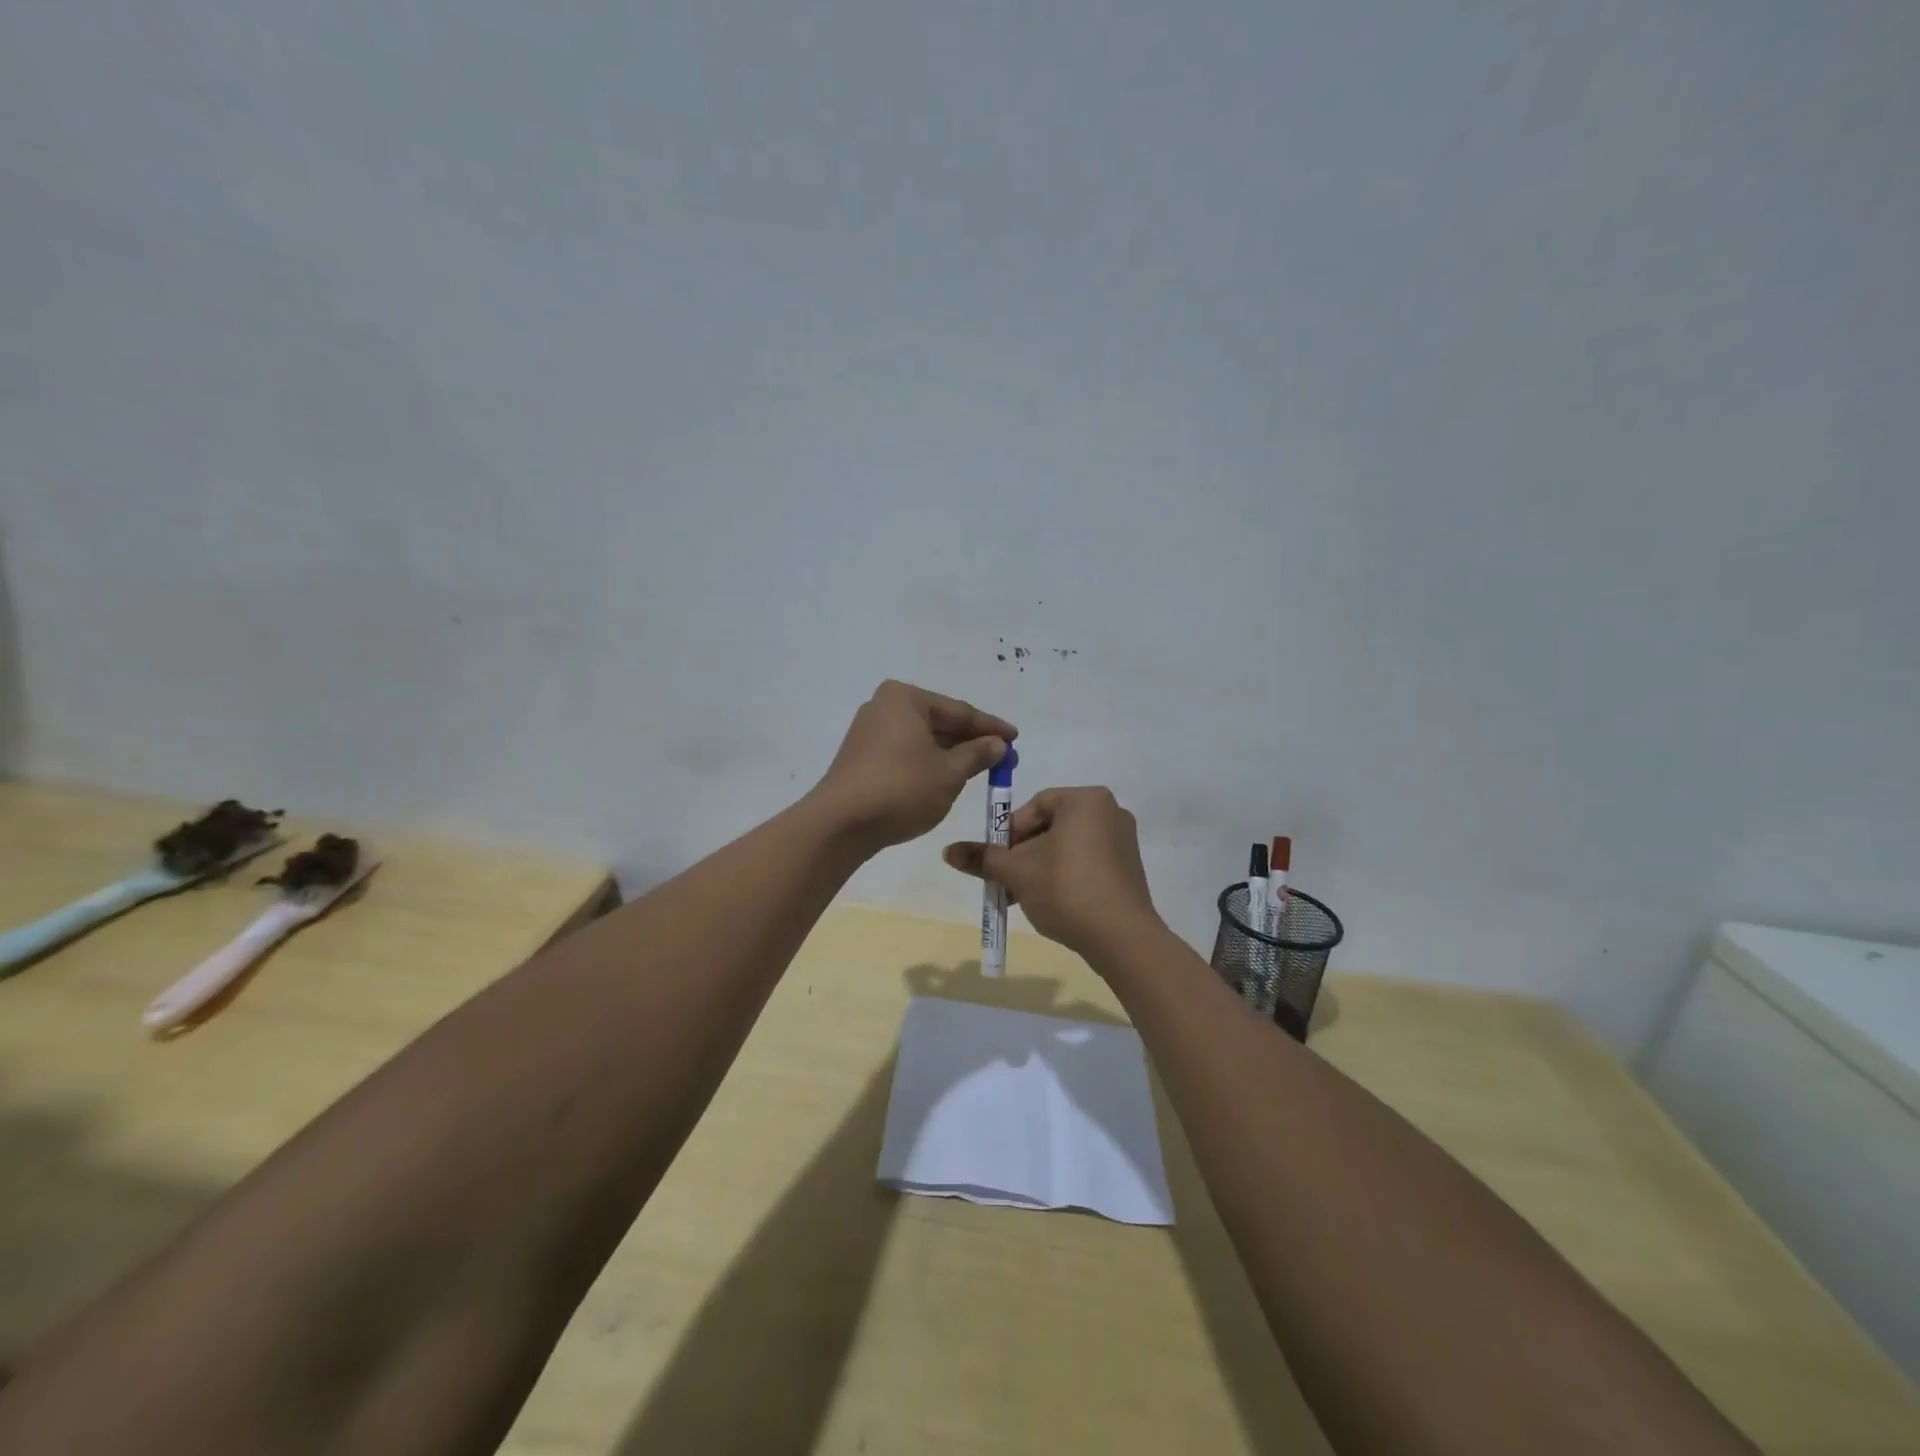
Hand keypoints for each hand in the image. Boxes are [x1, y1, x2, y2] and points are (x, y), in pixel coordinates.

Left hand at [814, 681, 1015, 849]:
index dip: (991, 727)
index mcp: (905, 698)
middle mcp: (884, 706)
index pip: (959, 711)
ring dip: (950, 753)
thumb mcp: (950, 773)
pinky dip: (928, 762)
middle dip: (970, 740)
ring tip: (979, 767)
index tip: (1016, 738)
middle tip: (1001, 755)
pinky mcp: (861, 756)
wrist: (841, 823)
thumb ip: (977, 754)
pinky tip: (946, 776)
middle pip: (939, 722)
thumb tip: (998, 744)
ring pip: (922, 739)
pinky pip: (905, 752)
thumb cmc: (902, 789)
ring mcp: (869, 731)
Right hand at [942, 786, 1162, 963]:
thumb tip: (948, 851)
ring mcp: (1123, 840)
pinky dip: (1065, 876)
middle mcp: (1109, 811)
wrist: (1121, 937)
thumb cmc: (1066, 889)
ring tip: (1023, 896)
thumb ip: (983, 857)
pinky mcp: (1129, 868)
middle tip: (1006, 880)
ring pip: (1067, 847)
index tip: (997, 860)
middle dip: (1024, 853)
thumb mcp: (1017, 872)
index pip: (1035, 805)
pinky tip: (1052, 903)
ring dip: (1041, 868)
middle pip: (1051, 826)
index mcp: (1086, 800)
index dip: (1010, 832)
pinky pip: (1087, 862)